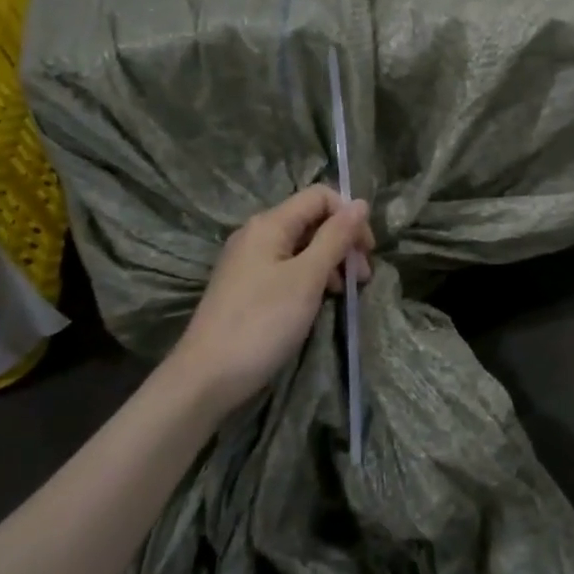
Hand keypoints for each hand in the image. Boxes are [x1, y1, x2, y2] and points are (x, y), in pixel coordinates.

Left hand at [169, 186, 374, 415]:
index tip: (366, 250)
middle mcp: (257, 234)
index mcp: (269, 224)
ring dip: (331, 261)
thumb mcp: (307, 277)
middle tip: (362, 277)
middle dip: (343, 241)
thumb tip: (360, 203)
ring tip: (347, 292)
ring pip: (302, 246)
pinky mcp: (247, 286)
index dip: (348, 215)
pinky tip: (321, 300)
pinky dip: (311, 277)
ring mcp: (249, 261)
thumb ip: (335, 238)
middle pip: (312, 220)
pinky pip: (288, 267)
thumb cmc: (262, 322)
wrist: (206, 378)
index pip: (319, 196)